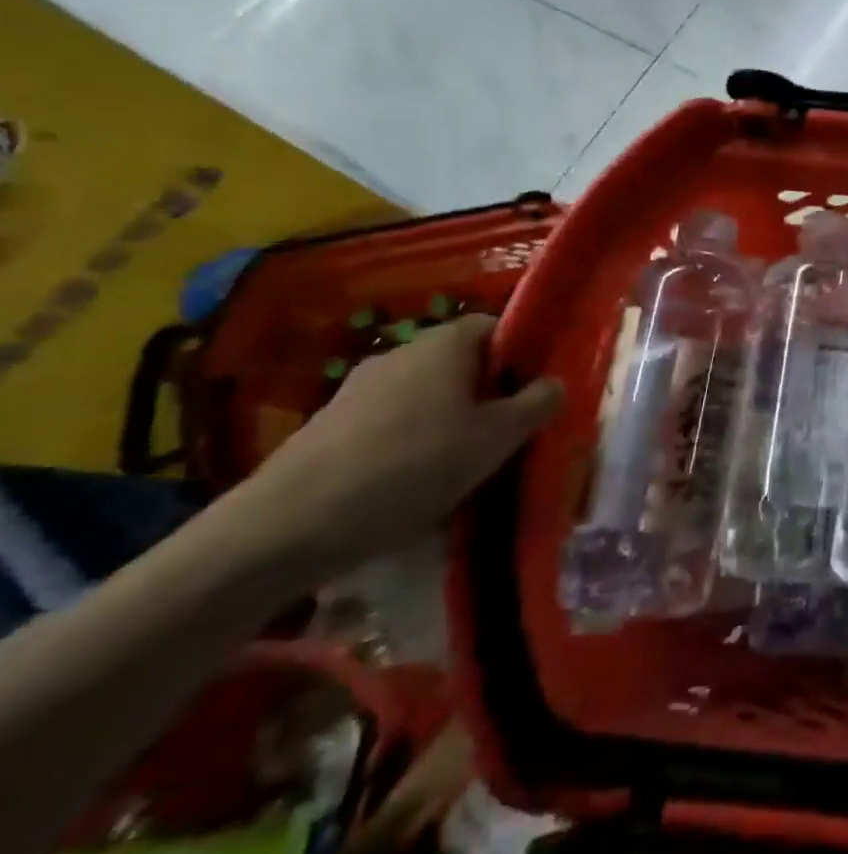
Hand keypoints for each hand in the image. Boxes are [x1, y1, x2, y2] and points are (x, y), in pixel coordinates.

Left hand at [238, 314, 563, 578]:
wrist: (286, 527)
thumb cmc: (413, 467)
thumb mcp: (496, 439)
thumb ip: (536, 405)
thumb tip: (555, 382)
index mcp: (445, 344)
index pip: (496, 326)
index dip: (522, 352)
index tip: (535, 391)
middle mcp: (402, 352)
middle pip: (461, 362)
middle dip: (487, 392)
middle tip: (506, 433)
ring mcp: (358, 388)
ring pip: (425, 394)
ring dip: (448, 420)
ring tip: (462, 465)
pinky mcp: (329, 426)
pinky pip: (390, 423)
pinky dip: (409, 443)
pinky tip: (412, 484)